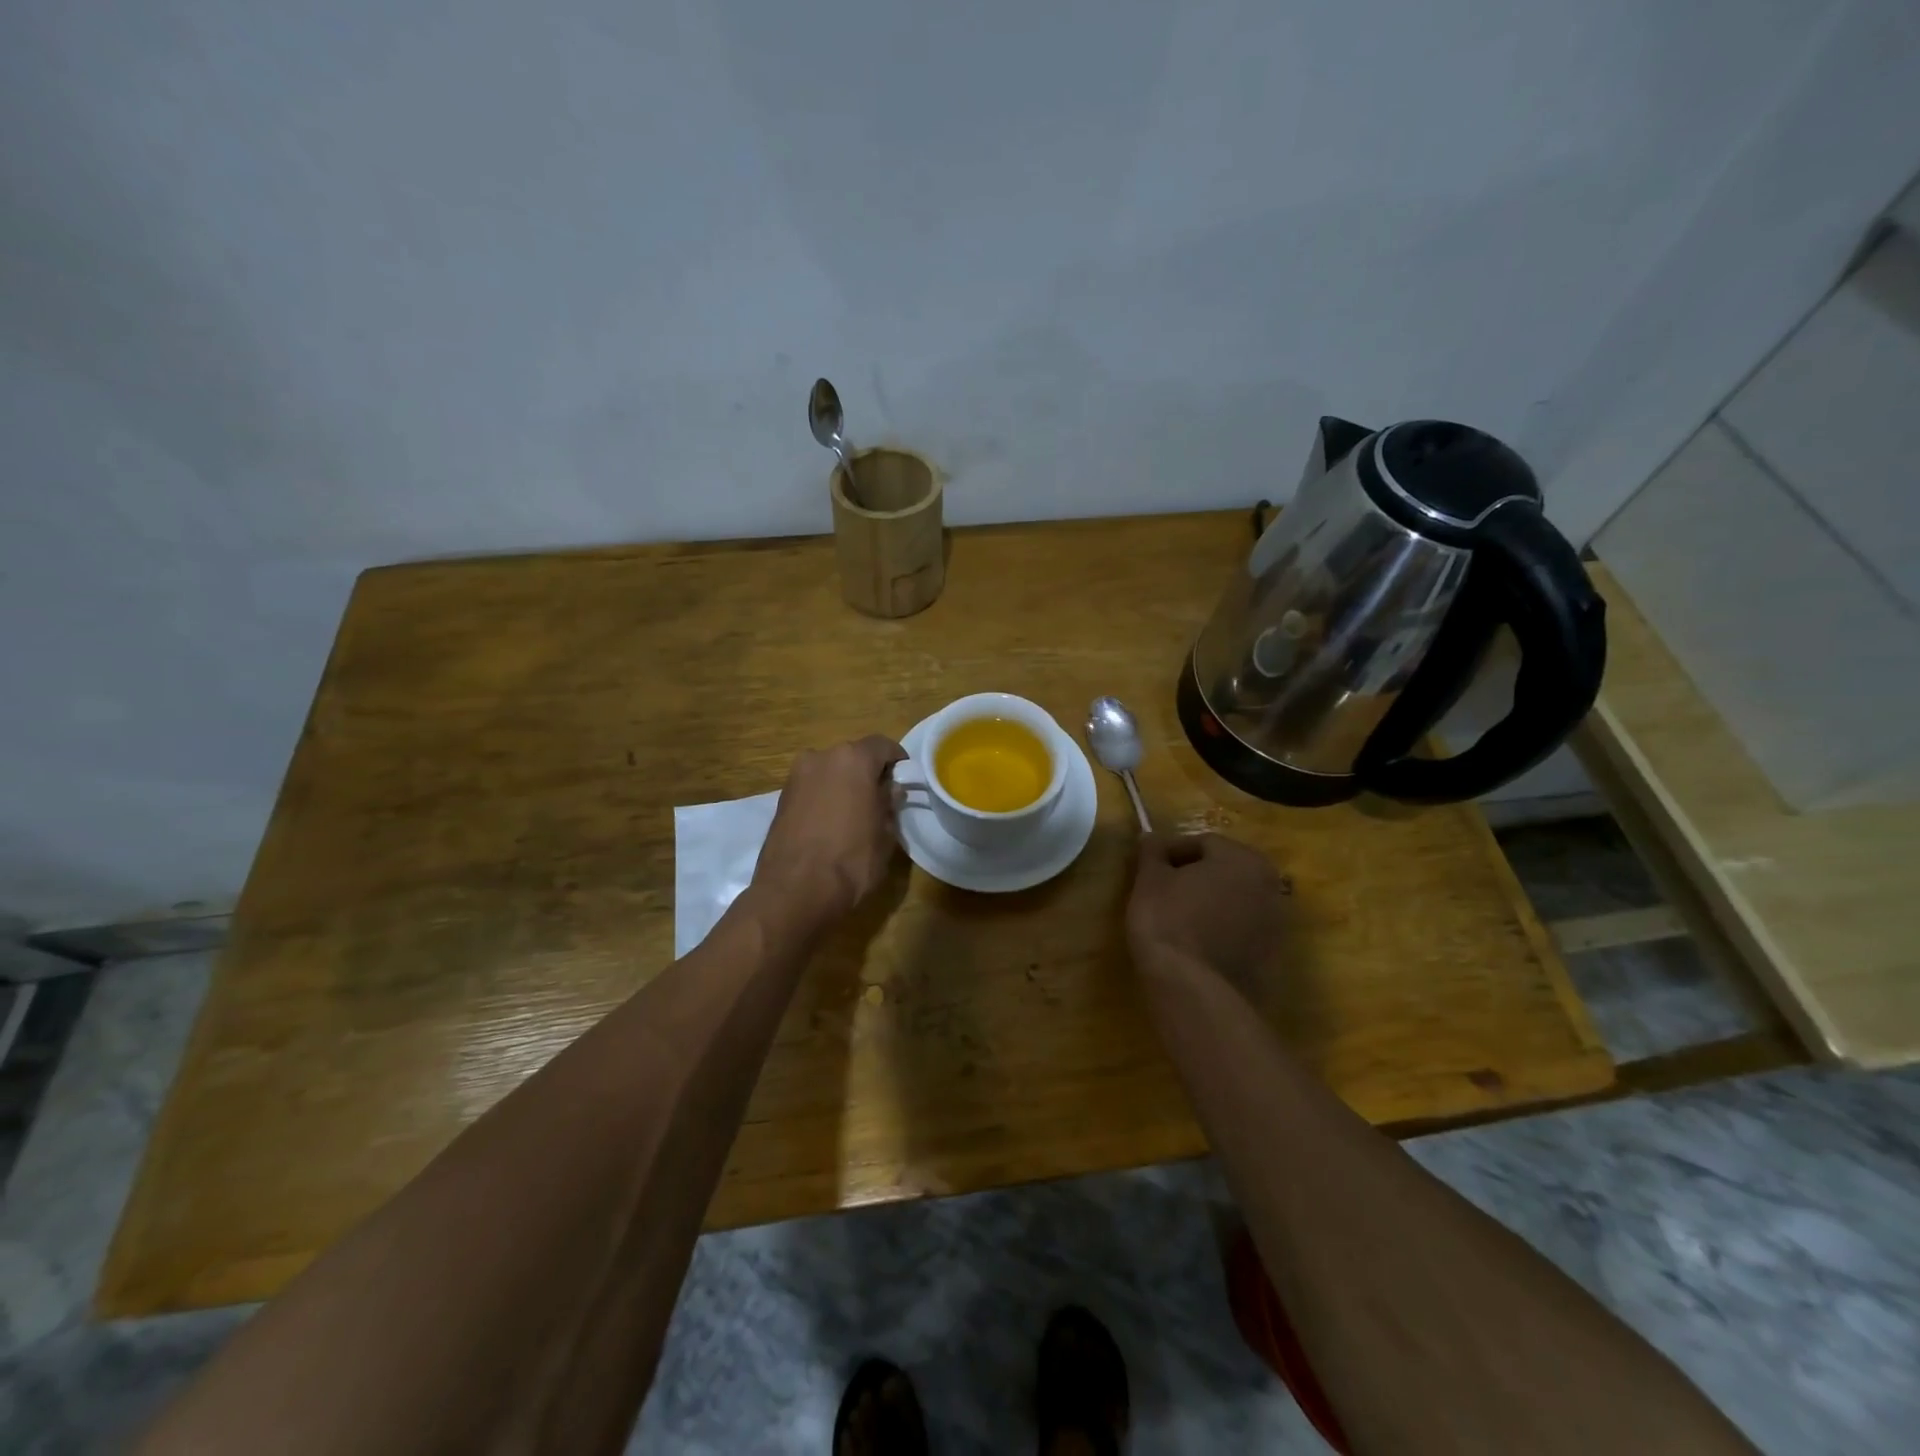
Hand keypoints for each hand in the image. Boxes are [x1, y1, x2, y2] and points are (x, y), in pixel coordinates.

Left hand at [751, 734, 906, 929]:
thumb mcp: (885, 834)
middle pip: (853, 757)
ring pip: (829, 772)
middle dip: (868, 774)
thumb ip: (889, 805)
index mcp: (852, 759)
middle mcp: (821, 757)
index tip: (904, 781)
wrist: (794, 891)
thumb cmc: (851, 860)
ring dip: (843, 786)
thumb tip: (890, 791)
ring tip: (854, 815)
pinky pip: (812, 789)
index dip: (897, 761)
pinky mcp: (781, 798)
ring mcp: (796, 777)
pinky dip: (823, 798)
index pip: (882, 745)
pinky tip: (830, 825)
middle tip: (881, 800)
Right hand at [1126, 833, 1290, 990]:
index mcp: (1243, 858)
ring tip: (1178, 917)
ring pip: (1235, 900)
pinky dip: (1221, 928)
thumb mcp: (1150, 879)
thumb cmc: (1169, 920)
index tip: (1147, 867)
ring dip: (1209, 902)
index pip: (1202, 843)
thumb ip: (1152, 852)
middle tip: (1162, 889)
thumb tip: (1150, 837)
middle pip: (1224, 869)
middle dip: (1194, 875)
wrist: (1193, 988)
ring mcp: (1276, 923)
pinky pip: (1241, 930)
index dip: (1170, 851)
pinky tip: (1196, 942)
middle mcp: (1270, 884)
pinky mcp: (1272, 956)